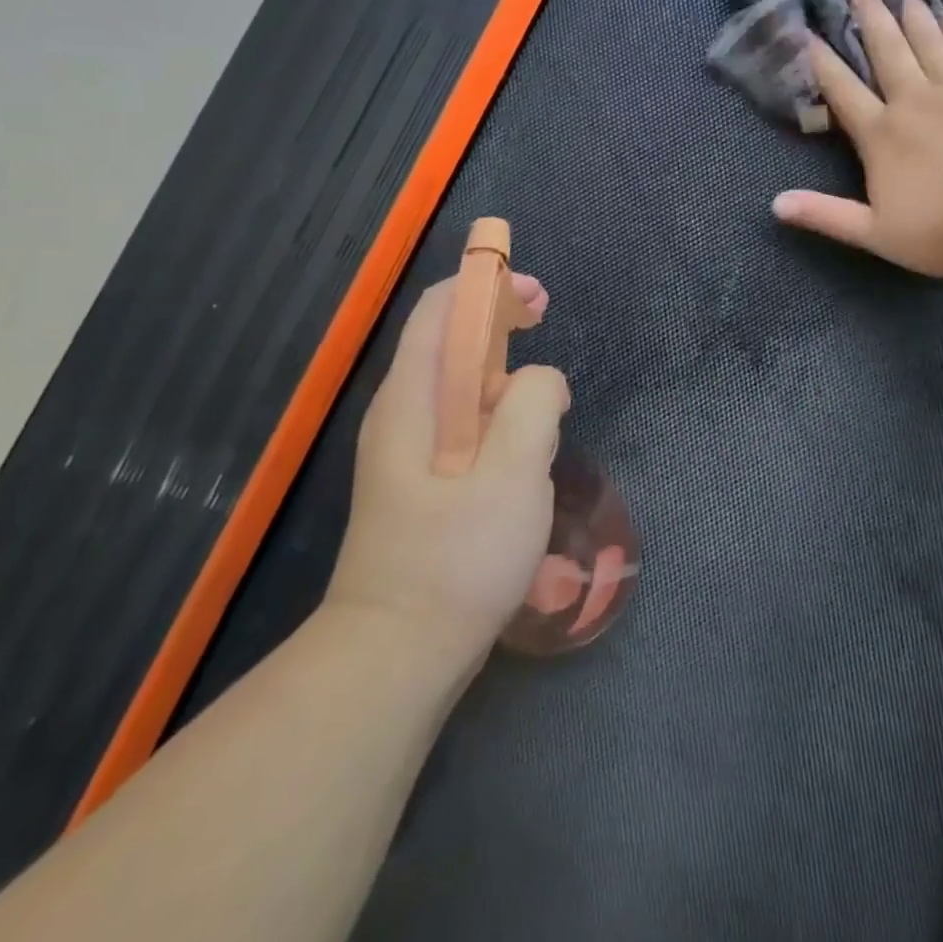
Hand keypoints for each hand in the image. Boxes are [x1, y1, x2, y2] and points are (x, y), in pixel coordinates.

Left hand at [326, 274, 569, 668]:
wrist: (397, 656)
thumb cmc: (457, 558)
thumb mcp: (513, 473)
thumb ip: (533, 405)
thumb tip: (541, 379)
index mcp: (411, 399)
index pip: (439, 310)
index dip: (486, 285)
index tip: (536, 295)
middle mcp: (400, 414)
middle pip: (447, 339)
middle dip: (497, 319)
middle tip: (545, 320)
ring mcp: (406, 451)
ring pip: (456, 383)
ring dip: (500, 367)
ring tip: (545, 391)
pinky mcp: (421, 482)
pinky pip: (461, 421)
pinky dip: (495, 407)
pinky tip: (524, 440)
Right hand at [772, 0, 942, 277]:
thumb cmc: (942, 231)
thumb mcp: (874, 233)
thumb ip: (824, 215)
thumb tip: (775, 204)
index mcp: (880, 135)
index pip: (842, 90)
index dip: (821, 60)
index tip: (807, 31)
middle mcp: (913, 101)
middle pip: (886, 49)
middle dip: (869, 14)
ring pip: (928, 41)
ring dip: (912, 13)